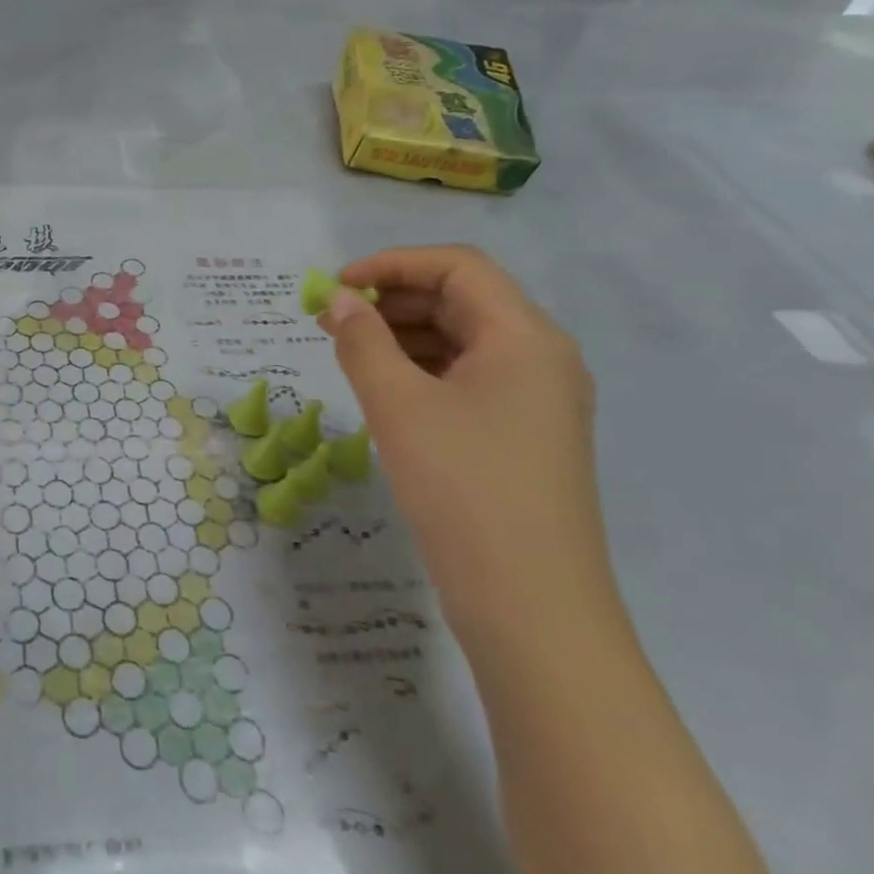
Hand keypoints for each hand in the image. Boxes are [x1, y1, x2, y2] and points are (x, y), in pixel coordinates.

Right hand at [318, 247, 614, 639]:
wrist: (532, 608)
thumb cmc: (463, 490)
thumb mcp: (399, 407)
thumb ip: (363, 343)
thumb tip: (341, 300)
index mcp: (524, 337)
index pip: (458, 267)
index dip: (393, 264)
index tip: (338, 284)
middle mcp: (541, 358)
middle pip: (463, 300)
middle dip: (393, 300)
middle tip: (332, 319)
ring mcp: (537, 400)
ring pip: (464, 341)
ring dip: (404, 335)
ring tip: (347, 351)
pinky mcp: (524, 435)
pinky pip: (469, 379)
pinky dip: (423, 370)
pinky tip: (383, 389)